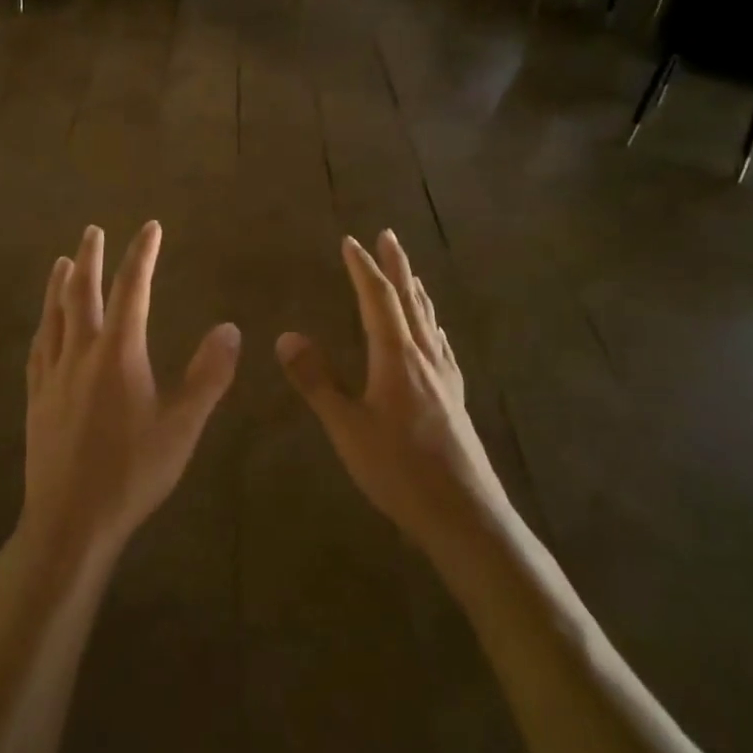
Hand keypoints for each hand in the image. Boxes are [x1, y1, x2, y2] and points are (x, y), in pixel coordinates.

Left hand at [21, 222, 240, 568]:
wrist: (70, 520)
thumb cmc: (132, 472)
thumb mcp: (182, 426)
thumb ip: (209, 376)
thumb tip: (230, 329)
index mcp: (118, 353)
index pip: (132, 290)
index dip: (142, 255)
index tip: (150, 228)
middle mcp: (80, 353)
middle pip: (83, 293)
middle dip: (92, 258)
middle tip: (93, 230)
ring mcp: (52, 374)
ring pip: (54, 315)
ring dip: (59, 284)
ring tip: (63, 261)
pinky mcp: (36, 398)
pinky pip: (38, 347)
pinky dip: (44, 325)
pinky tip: (44, 325)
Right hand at [277, 231, 504, 560]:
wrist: (466, 516)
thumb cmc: (399, 471)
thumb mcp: (347, 427)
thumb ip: (316, 381)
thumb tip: (286, 336)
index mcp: (396, 358)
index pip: (378, 300)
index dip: (362, 269)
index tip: (350, 241)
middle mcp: (424, 358)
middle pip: (410, 301)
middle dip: (397, 266)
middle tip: (388, 235)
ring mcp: (444, 379)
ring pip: (428, 322)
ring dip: (416, 291)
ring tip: (410, 274)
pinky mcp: (455, 400)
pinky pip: (441, 347)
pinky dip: (432, 326)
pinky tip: (435, 335)